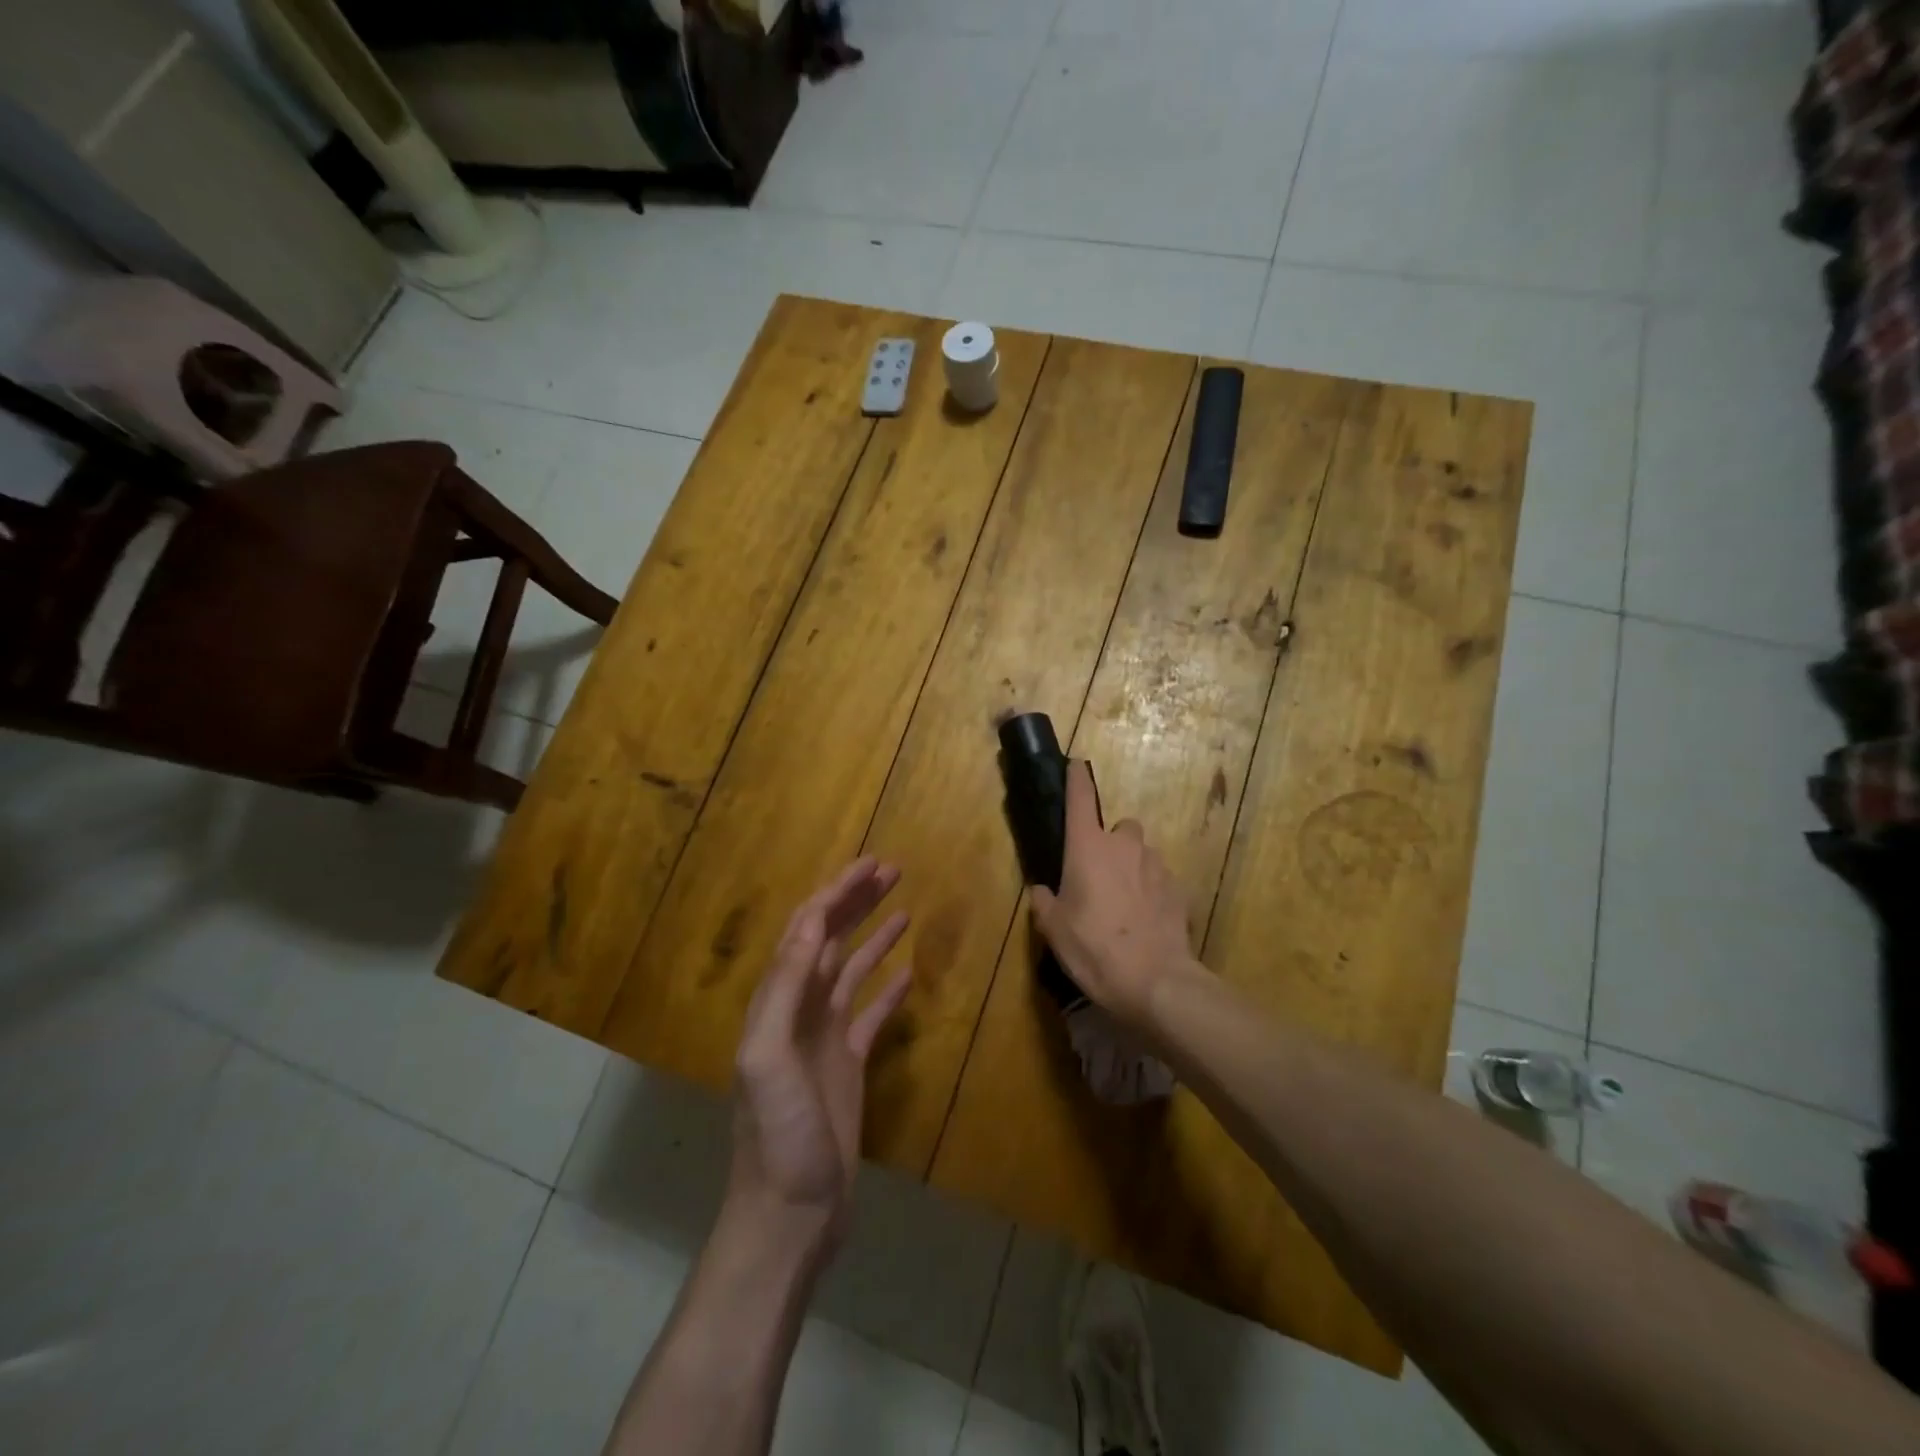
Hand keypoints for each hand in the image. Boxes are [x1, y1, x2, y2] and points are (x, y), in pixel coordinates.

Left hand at [726, 857, 911, 1267]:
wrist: (789, 1214)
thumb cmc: (777, 1136)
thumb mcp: (768, 1058)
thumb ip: (783, 990)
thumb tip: (810, 925)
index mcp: (777, 1002)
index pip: (806, 930)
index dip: (836, 894)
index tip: (870, 866)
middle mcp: (799, 1010)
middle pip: (828, 940)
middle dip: (856, 902)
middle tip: (892, 871)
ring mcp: (824, 1038)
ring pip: (850, 971)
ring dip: (873, 936)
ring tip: (903, 907)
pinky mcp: (847, 1065)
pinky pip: (870, 1014)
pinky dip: (887, 988)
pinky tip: (908, 971)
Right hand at [1031, 761, 1200, 1030]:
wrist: (1157, 982)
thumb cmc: (1095, 949)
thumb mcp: (1055, 931)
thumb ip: (1044, 903)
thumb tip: (1041, 890)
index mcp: (1088, 848)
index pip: (1080, 799)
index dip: (1076, 778)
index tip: (1075, 763)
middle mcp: (1124, 846)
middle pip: (1119, 828)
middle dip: (1110, 844)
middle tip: (1099, 876)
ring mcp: (1156, 865)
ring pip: (1141, 854)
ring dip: (1132, 868)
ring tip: (1124, 904)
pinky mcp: (1179, 889)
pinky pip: (1159, 880)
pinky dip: (1151, 892)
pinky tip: (1146, 921)